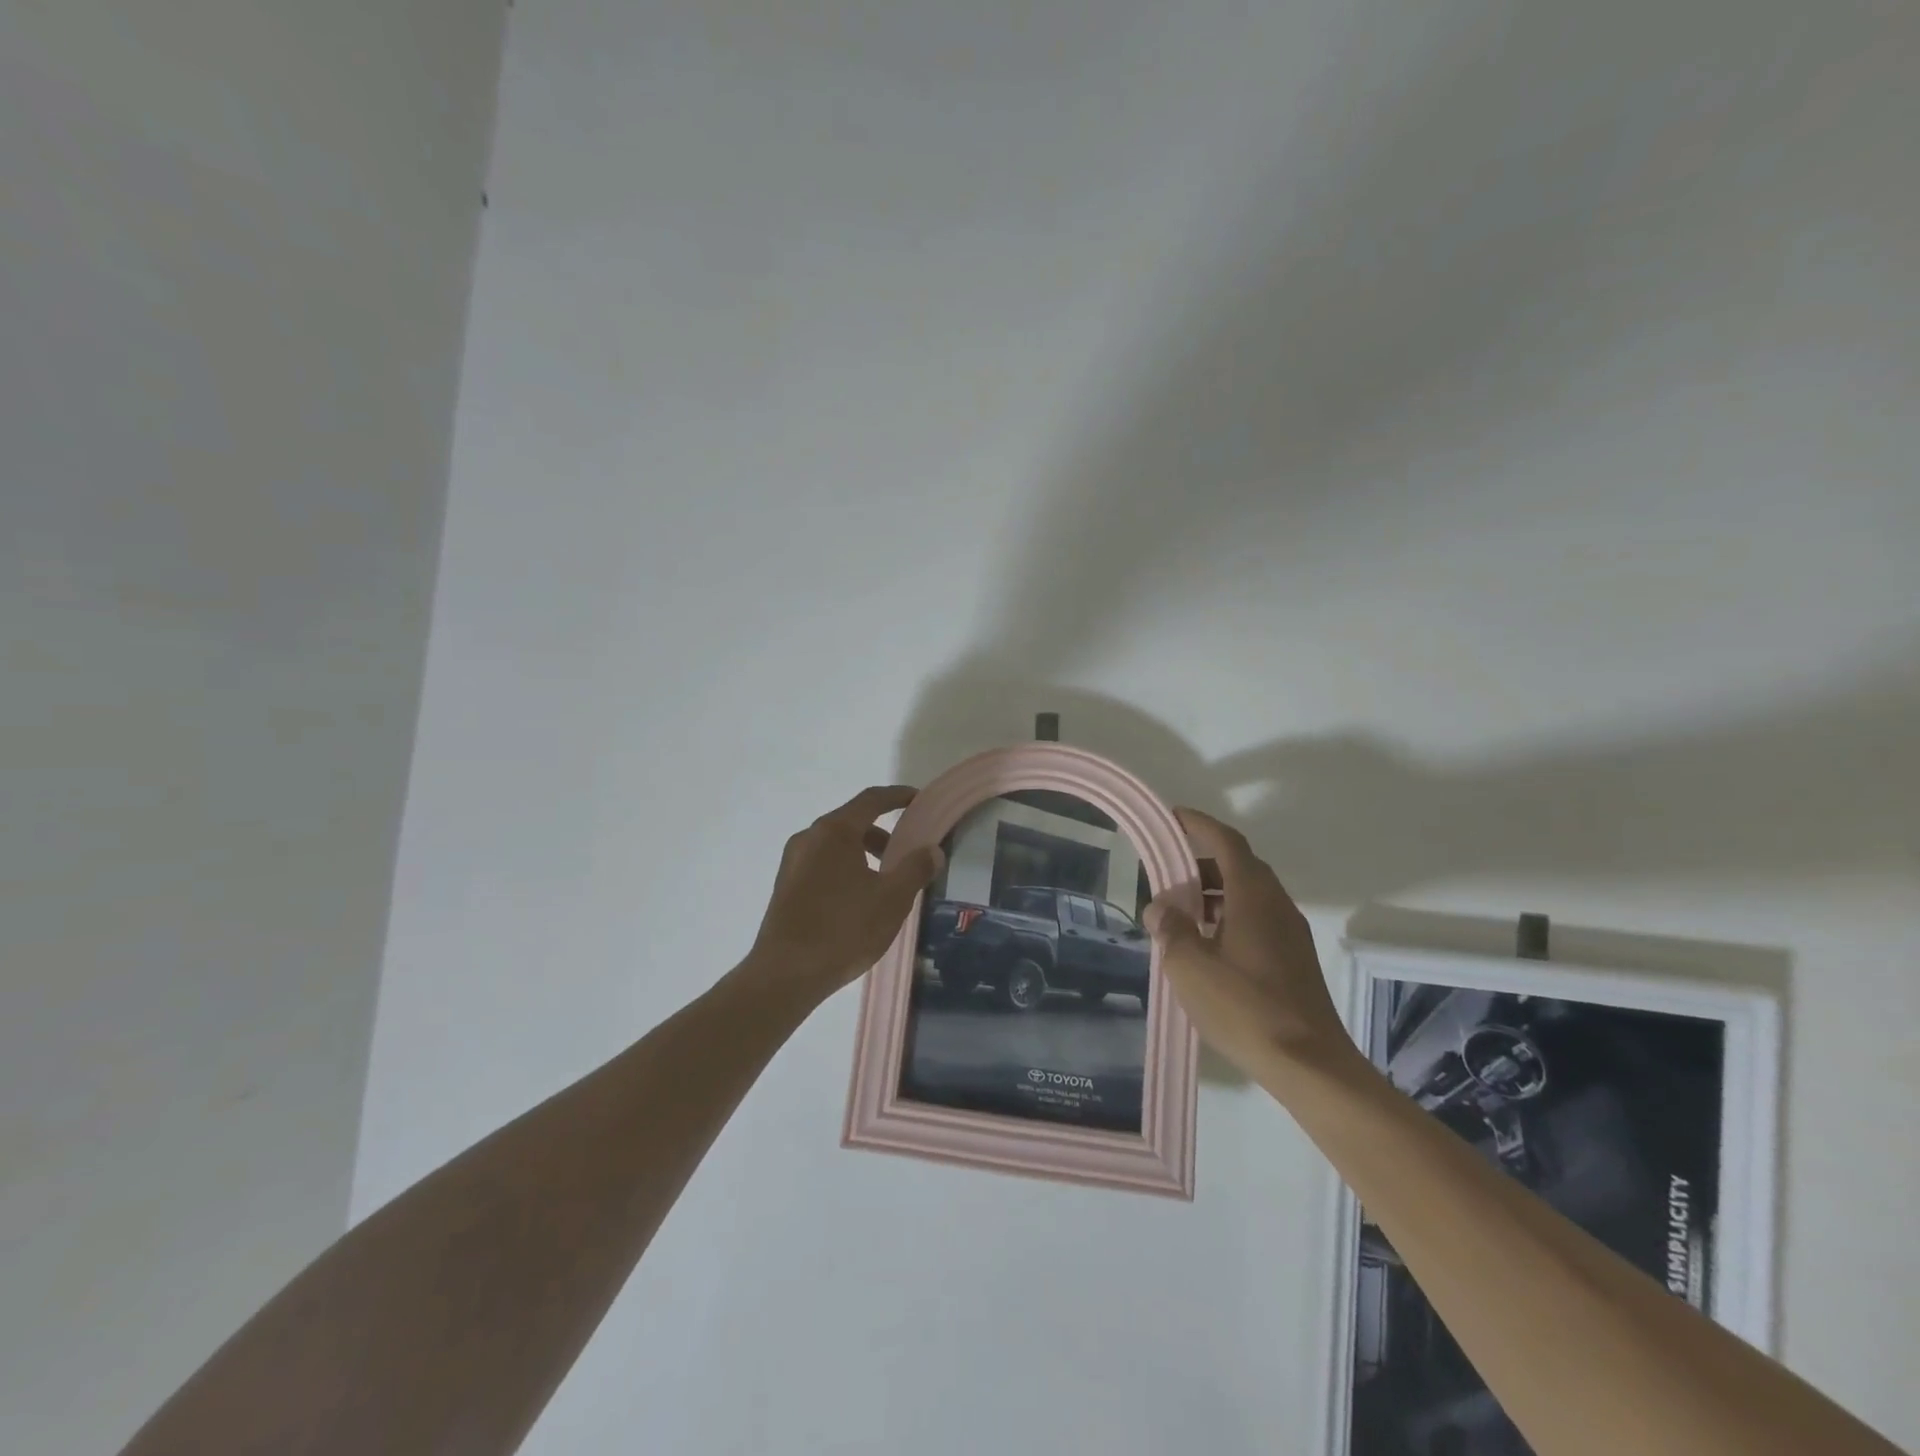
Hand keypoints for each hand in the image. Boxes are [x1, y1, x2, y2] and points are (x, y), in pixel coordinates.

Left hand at [742, 785, 944, 1002]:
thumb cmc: (843, 930)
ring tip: (885, 884)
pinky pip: (822, 864)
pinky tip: (858, 901)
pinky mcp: (786, 886)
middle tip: (907, 854)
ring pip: (836, 845)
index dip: (898, 796)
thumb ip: (915, 869)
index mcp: (834, 831)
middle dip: (883, 833)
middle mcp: (809, 837)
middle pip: (852, 822)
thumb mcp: (892, 900)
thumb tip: (932, 850)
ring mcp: (793, 862)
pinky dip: (846, 868)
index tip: (919, 800)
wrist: (784, 975)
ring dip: (864, 854)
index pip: (871, 799)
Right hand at [1144, 808, 1354, 1080]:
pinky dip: (1229, 917)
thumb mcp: (1189, 966)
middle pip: (1239, 866)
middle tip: (1167, 873)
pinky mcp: (1294, 960)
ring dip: (1214, 893)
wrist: (1309, 1064)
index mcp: (1254, 896)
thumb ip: (1171, 928)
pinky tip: (1207, 945)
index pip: (1226, 842)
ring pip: (1249, 895)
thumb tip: (1161, 907)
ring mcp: (1290, 933)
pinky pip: (1257, 919)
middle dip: (1202, 862)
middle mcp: (1276, 905)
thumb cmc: (1244, 1007)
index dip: (1199, 825)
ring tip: (1180, 913)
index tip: (1173, 818)